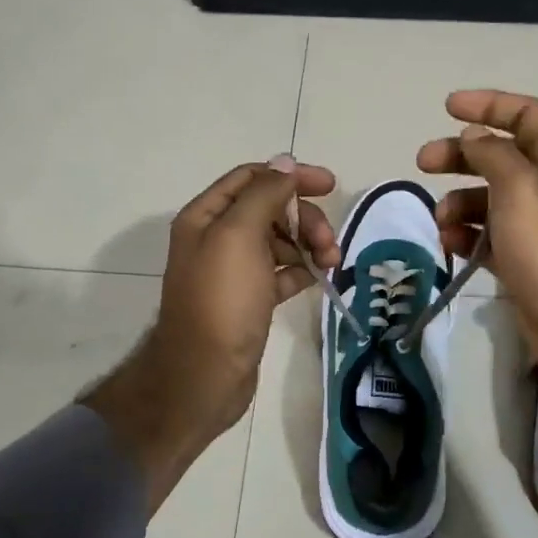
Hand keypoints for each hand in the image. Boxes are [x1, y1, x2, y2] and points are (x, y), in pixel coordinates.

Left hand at [87, 157, 337, 511]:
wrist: (205, 375)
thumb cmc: (222, 301)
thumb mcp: (239, 236)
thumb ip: (263, 193)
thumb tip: (285, 161)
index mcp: (207, 216)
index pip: (252, 178)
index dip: (290, 176)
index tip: (329, 185)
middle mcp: (217, 238)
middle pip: (271, 209)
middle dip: (304, 218)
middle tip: (329, 241)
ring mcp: (235, 270)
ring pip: (281, 240)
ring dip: (309, 244)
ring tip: (332, 263)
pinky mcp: (251, 298)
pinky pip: (283, 271)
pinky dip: (304, 269)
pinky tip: (322, 277)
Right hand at [417, 91, 537, 479]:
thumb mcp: (519, 186)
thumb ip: (492, 154)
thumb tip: (474, 137)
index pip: (527, 115)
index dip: (490, 104)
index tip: (449, 107)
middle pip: (501, 156)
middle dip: (461, 155)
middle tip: (423, 161)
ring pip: (489, 199)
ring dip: (459, 202)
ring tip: (441, 220)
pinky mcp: (525, 260)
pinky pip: (489, 236)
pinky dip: (467, 235)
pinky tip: (451, 244)